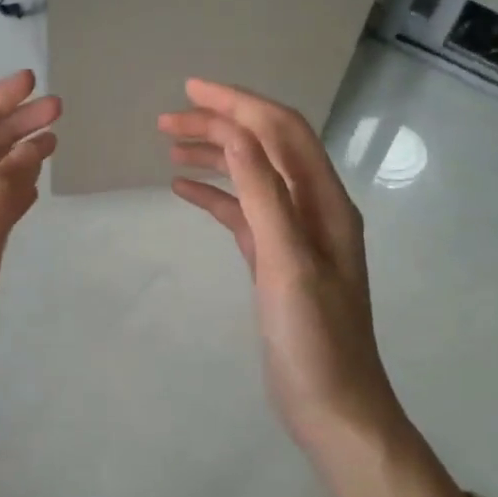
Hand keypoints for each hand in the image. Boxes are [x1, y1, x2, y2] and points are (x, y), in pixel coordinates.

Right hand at [160, 80, 399, 449]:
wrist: (332, 405)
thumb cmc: (313, 337)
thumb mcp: (287, 262)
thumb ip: (264, 195)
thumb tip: (237, 133)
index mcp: (324, 201)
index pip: (281, 131)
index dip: (239, 104)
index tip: (191, 90)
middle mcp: (313, 208)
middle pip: (264, 147)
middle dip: (219, 126)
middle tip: (165, 122)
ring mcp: (294, 235)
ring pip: (250, 177)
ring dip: (214, 156)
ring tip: (169, 147)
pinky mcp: (274, 259)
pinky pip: (242, 212)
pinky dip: (214, 196)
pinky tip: (182, 190)